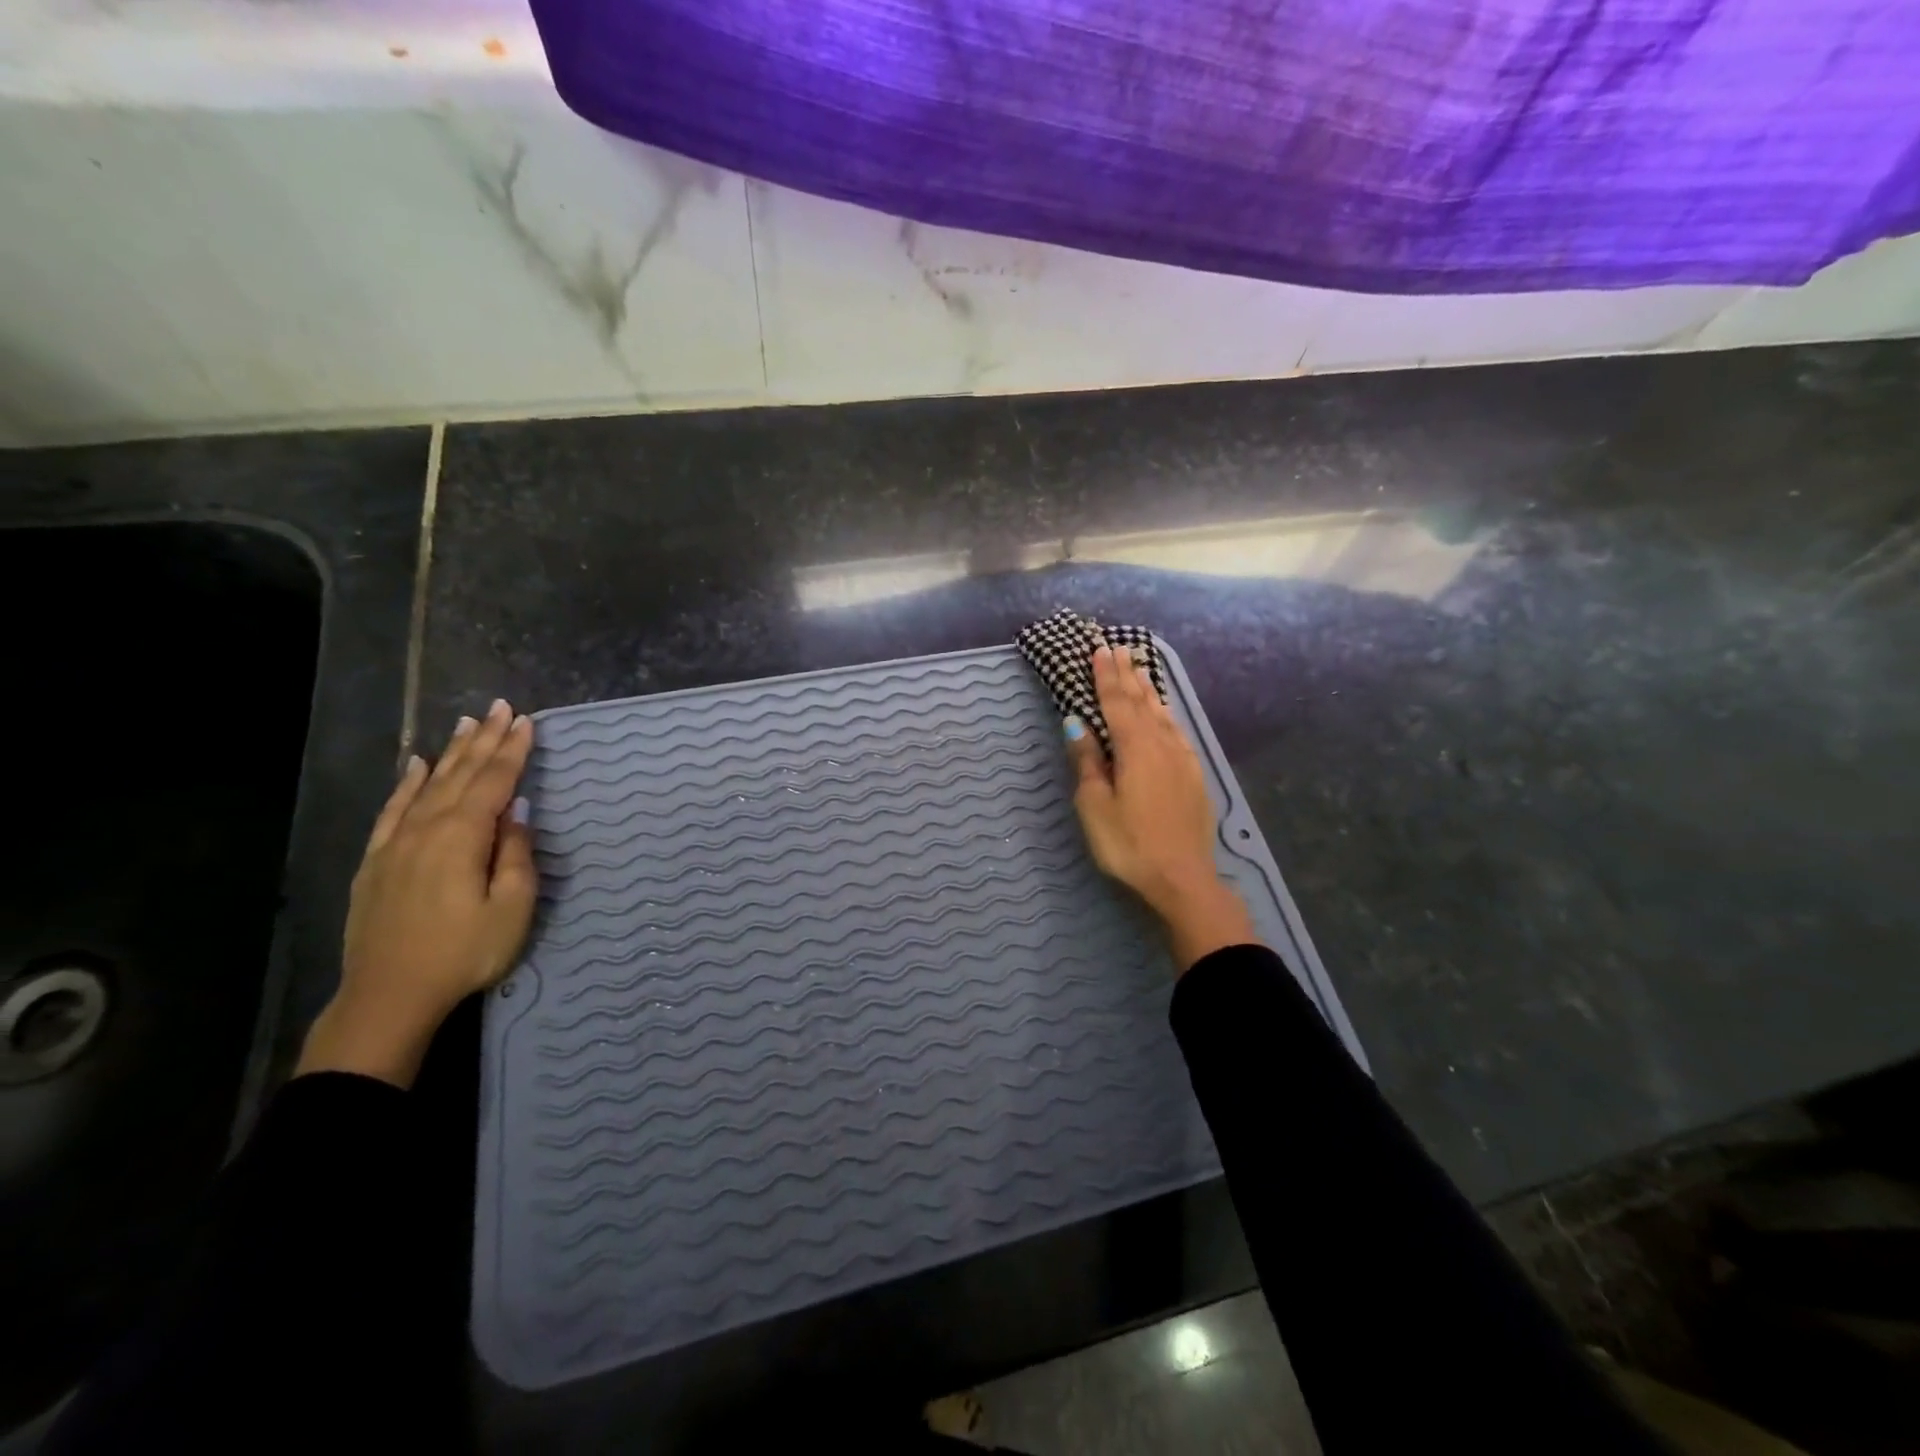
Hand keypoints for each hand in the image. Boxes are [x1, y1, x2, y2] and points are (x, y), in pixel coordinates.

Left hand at [297, 700, 537, 1087]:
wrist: (389, 996)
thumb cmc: (464, 953)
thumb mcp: (511, 908)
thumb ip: (516, 855)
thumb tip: (517, 813)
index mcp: (463, 837)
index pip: (494, 782)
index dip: (513, 750)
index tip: (528, 721)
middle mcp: (427, 829)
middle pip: (460, 774)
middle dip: (484, 739)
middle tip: (501, 707)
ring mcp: (396, 843)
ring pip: (427, 785)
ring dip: (450, 752)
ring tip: (467, 723)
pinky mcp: (376, 861)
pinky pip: (392, 810)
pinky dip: (406, 784)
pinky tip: (415, 766)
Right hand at [1066, 645, 1255, 972]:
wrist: (1183, 879)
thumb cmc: (1129, 844)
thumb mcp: (1096, 806)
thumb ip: (1088, 762)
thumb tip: (1077, 723)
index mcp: (1135, 748)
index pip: (1117, 703)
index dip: (1106, 676)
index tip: (1100, 649)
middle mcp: (1162, 745)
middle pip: (1143, 702)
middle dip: (1129, 675)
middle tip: (1120, 648)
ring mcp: (1182, 760)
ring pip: (1163, 714)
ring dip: (1149, 690)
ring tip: (1140, 670)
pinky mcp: (1194, 776)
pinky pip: (1177, 732)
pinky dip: (1166, 715)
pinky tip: (1165, 715)